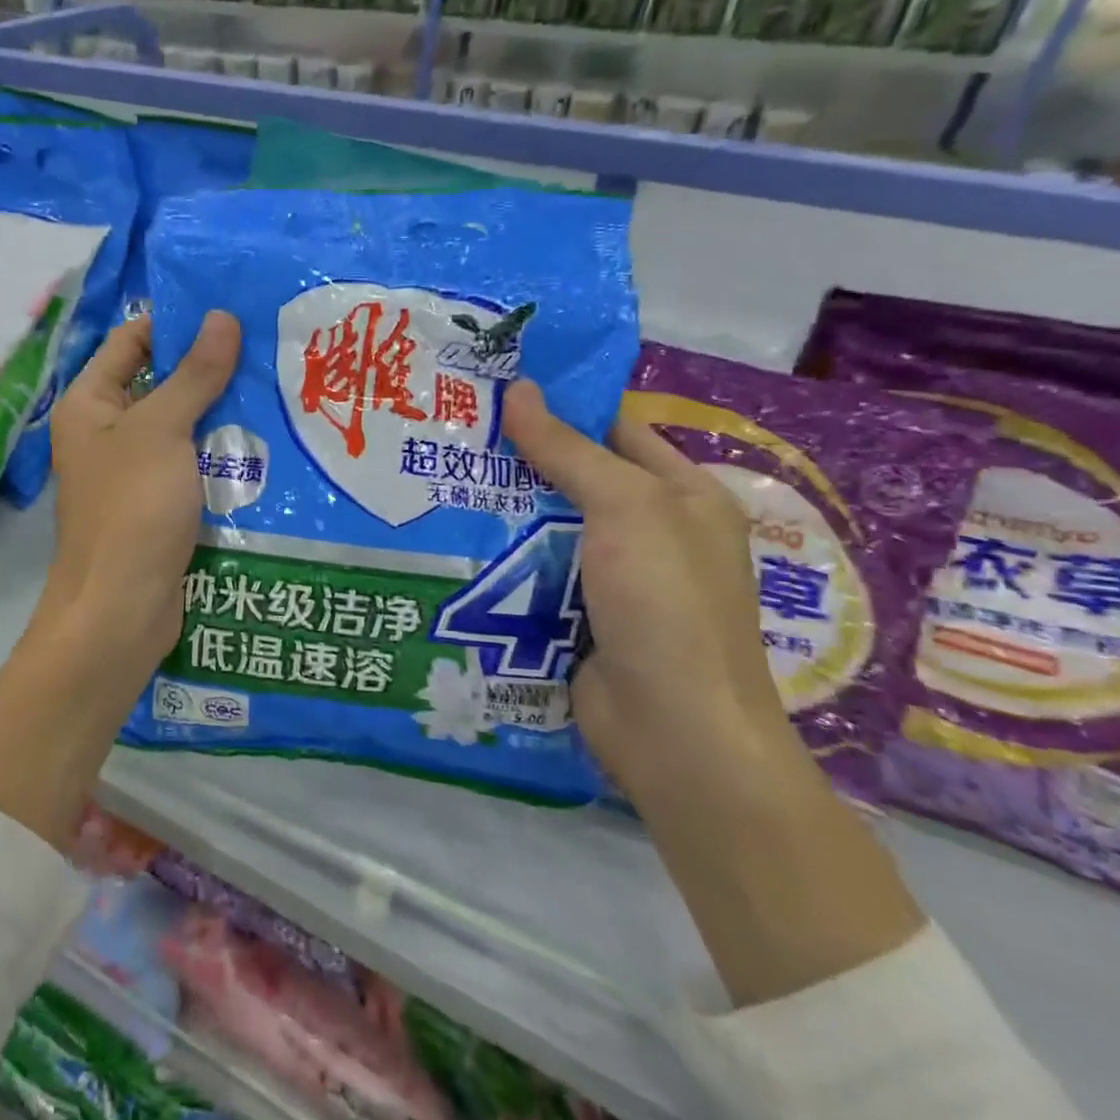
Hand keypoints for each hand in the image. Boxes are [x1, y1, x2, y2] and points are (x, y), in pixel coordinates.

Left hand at [44, 311, 240, 672]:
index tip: (232, 310)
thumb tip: (221, 316)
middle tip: (269, 346)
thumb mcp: (163, 430)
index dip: (176, 322)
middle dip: (210, 367)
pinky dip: (223, 452)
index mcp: (90, 403)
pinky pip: (193, 464)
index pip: (132, 341)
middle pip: (161, 382)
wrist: (121, 610)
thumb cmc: (132, 508)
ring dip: (223, 411)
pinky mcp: (160, 504)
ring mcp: (134, 470)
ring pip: (183, 426)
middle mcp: (107, 431)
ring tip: (281, 385)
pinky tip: (269, 441)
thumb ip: (194, 374)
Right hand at [502, 382, 923, 1005]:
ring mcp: (613, 579)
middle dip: (518, 457)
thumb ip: (569, 449)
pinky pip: (533, 572)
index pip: (615, 429)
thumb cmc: (664, 603)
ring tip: (437, 477)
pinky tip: (451, 538)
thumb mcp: (626, 508)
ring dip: (501, 509)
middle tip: (450, 430)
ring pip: (547, 526)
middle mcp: (651, 531)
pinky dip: (500, 556)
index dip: (561, 405)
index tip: (495, 388)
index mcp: (682, 495)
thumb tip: (520, 389)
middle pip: (574, 477)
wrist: (672, 731)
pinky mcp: (577, 616)